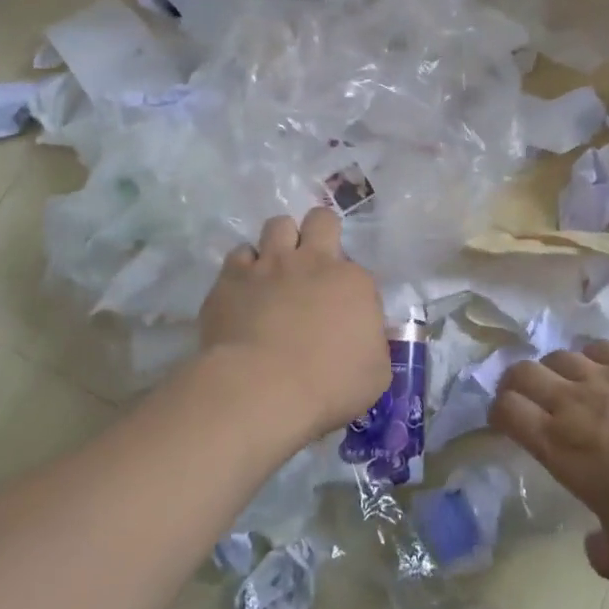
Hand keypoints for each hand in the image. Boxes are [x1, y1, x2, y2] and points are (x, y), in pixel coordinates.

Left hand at [196, 208, 389, 439]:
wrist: (260, 389)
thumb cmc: (327, 387)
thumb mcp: (375, 376)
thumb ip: (375, 346)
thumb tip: (368, 338)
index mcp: (353, 281)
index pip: (358, 269)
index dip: (351, 288)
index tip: (345, 313)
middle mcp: (313, 261)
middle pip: (320, 219)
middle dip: (319, 231)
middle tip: (314, 261)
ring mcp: (270, 265)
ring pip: (278, 225)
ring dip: (280, 241)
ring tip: (276, 268)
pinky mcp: (232, 277)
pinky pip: (239, 254)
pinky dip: (244, 267)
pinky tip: (244, 288)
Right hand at [490, 340, 608, 580]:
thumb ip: (601, 554)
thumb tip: (593, 550)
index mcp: (559, 446)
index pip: (507, 411)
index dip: (498, 412)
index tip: (503, 421)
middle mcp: (571, 402)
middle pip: (523, 372)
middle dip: (514, 382)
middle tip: (522, 395)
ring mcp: (603, 376)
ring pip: (558, 355)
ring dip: (552, 368)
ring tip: (563, 382)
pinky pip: (597, 347)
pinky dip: (589, 356)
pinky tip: (600, 368)